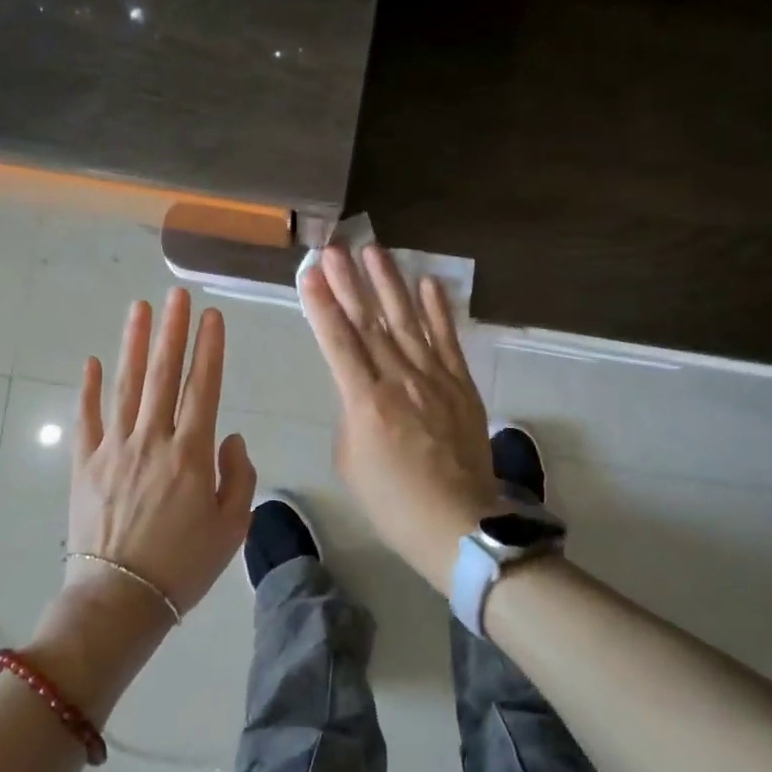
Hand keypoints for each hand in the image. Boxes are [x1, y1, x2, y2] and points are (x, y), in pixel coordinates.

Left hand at [63, 287, 256, 625]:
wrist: (120, 601)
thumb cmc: (184, 567)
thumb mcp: (231, 527)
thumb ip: (238, 475)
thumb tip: (229, 435)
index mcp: (191, 453)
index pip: (203, 387)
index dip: (209, 349)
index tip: (212, 317)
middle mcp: (152, 439)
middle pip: (163, 374)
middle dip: (172, 331)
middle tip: (175, 295)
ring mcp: (113, 448)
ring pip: (126, 385)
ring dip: (133, 344)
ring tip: (138, 308)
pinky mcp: (84, 464)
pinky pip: (86, 418)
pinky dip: (87, 389)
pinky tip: (91, 361)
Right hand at [300, 244, 499, 587]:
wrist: (458, 523)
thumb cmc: (393, 501)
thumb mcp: (350, 460)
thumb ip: (351, 414)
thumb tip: (360, 388)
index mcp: (365, 401)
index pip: (338, 342)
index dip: (322, 304)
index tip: (310, 272)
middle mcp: (399, 379)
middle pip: (369, 322)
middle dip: (349, 282)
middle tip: (334, 248)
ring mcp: (435, 378)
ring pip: (408, 321)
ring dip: (390, 284)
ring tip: (374, 251)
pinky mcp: (461, 385)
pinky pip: (448, 340)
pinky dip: (438, 310)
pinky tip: (429, 283)